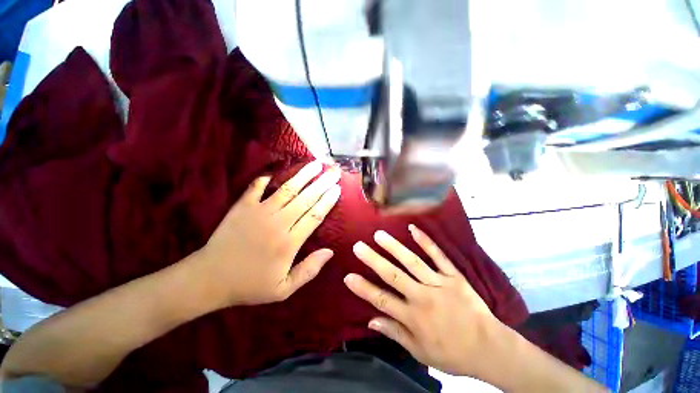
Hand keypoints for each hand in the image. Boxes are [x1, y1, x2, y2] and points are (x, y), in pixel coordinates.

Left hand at [199, 161, 340, 307]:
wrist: (210, 279)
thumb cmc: (250, 285)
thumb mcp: (283, 289)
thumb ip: (309, 270)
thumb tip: (330, 252)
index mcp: (289, 242)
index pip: (315, 216)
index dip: (328, 201)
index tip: (337, 189)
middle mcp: (278, 223)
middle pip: (306, 199)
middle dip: (323, 183)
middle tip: (334, 172)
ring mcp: (259, 212)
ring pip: (287, 189)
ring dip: (303, 175)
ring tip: (316, 164)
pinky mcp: (242, 207)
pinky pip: (256, 187)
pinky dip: (265, 179)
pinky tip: (274, 172)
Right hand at [344, 225, 502, 376]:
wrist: (490, 348)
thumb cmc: (452, 353)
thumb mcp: (420, 352)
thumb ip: (395, 333)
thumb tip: (371, 321)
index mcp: (413, 317)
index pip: (381, 300)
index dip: (363, 288)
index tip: (348, 276)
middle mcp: (422, 297)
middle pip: (393, 275)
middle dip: (373, 260)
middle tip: (358, 246)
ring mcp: (439, 283)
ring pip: (412, 262)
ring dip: (394, 247)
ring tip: (379, 235)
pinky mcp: (454, 276)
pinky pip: (438, 256)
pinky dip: (426, 242)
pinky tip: (413, 229)